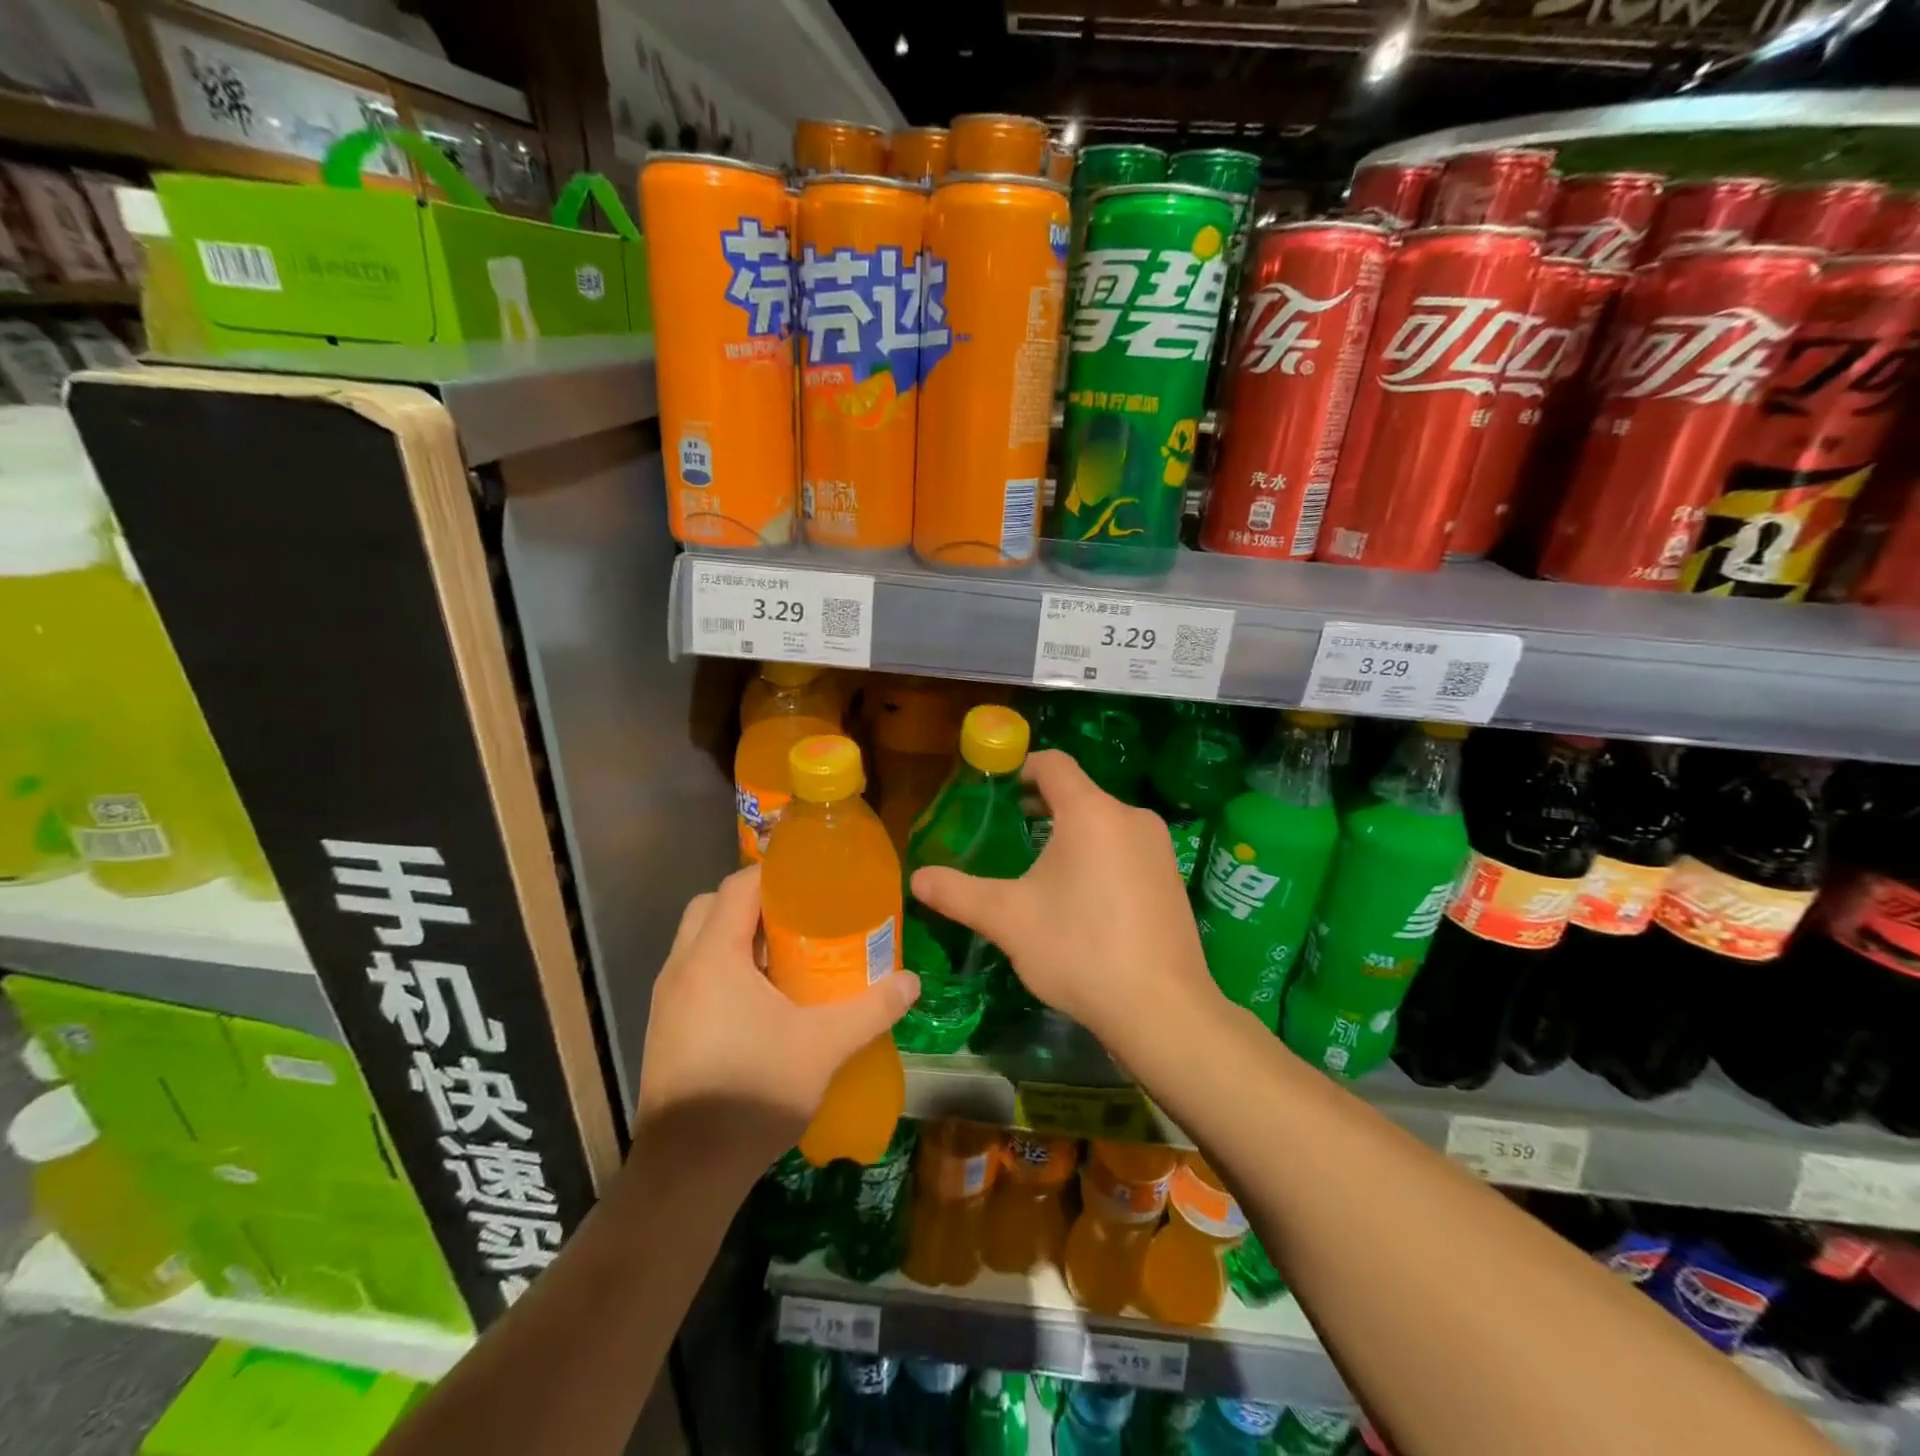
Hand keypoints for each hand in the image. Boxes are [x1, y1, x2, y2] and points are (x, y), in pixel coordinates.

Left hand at [637, 866, 919, 1169]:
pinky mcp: (665, 1029)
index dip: (775, 874)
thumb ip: (871, 1008)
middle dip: (754, 902)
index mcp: (713, 956)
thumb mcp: (824, 1046)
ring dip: (738, 936)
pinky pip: (695, 974)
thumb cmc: (754, 1091)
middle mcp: (681, 967)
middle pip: (712, 906)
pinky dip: (725, 968)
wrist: (686, 1173)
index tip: (813, 881)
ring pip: (700, 941)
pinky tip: (762, 1001)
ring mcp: (666, 1000)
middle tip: (799, 917)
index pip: (738, 886)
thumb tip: (913, 982)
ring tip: (787, 955)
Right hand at [910, 749, 1219, 1059]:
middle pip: (1078, 794)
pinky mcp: (1172, 878)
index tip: (994, 790)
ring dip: (1070, 835)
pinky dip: (1099, 857)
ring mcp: (1158, 848)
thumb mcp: (1008, 919)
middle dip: (1041, 807)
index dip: (1020, 768)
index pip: (1053, 764)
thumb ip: (959, 893)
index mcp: (1091, 811)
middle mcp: (1131, 817)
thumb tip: (916, 878)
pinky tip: (1083, 900)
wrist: (1162, 1009)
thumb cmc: (1079, 949)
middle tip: (1006, 832)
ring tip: (1040, 870)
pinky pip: (1126, 849)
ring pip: (1104, 823)